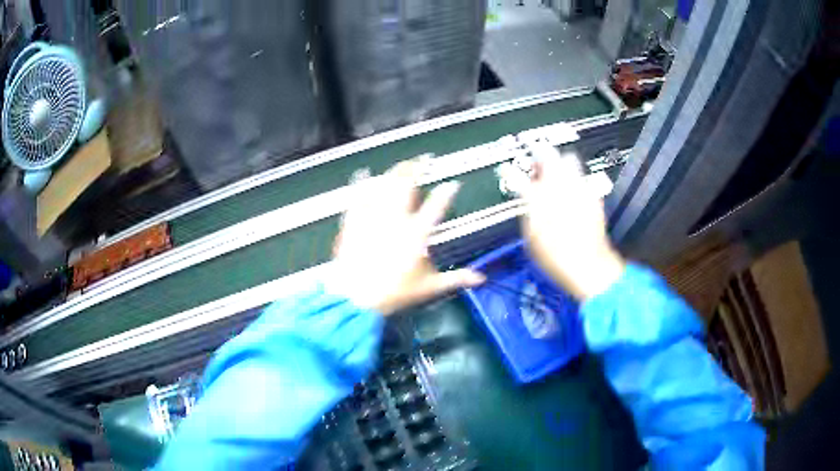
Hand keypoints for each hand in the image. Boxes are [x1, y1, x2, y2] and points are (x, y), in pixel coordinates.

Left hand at [328, 161, 484, 314]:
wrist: (356, 297)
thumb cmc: (395, 293)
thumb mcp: (429, 287)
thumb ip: (456, 279)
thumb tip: (480, 278)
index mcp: (417, 233)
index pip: (437, 206)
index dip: (447, 192)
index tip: (452, 184)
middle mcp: (397, 219)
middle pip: (406, 185)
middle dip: (415, 168)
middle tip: (422, 160)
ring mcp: (373, 217)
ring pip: (384, 186)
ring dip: (393, 172)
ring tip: (400, 165)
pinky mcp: (355, 221)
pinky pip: (358, 196)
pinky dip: (361, 183)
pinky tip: (363, 173)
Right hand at [520, 143, 625, 300]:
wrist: (587, 264)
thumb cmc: (555, 256)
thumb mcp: (531, 237)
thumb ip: (528, 210)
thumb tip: (527, 200)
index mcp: (536, 196)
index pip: (517, 175)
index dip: (509, 171)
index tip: (507, 170)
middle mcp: (557, 185)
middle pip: (547, 153)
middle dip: (540, 153)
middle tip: (536, 161)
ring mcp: (577, 187)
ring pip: (568, 159)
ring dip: (560, 161)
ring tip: (556, 172)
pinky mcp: (592, 195)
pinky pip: (582, 178)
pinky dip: (575, 180)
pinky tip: (572, 191)